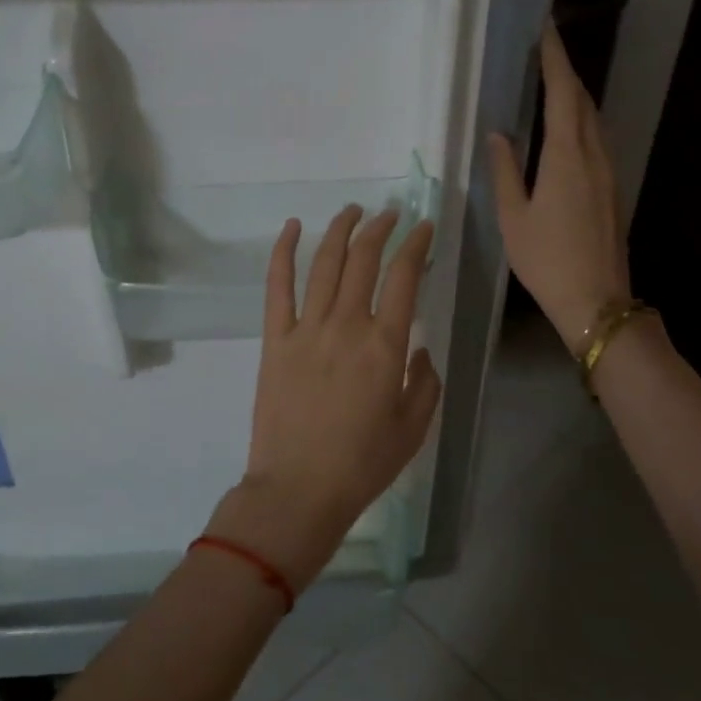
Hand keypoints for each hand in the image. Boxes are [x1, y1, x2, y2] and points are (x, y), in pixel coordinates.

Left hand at [208, 206, 440, 591]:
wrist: (299, 489)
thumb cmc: (362, 464)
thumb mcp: (413, 428)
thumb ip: (425, 382)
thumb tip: (421, 350)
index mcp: (385, 345)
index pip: (404, 277)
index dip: (416, 245)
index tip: (423, 228)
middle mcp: (346, 325)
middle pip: (364, 260)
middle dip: (380, 229)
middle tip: (390, 215)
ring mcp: (306, 329)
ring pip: (325, 263)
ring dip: (340, 230)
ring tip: (353, 211)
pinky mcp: (275, 340)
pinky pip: (277, 286)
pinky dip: (283, 252)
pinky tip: (292, 227)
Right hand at [487, 25, 633, 352]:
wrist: (596, 299)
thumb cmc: (546, 260)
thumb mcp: (513, 217)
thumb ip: (505, 171)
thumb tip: (498, 135)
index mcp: (566, 157)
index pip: (563, 94)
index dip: (555, 60)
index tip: (546, 31)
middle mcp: (594, 156)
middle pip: (584, 101)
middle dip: (566, 72)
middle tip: (545, 52)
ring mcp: (609, 172)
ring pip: (595, 120)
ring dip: (576, 96)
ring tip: (553, 83)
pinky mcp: (613, 188)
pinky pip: (598, 140)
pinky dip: (582, 121)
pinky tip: (568, 129)